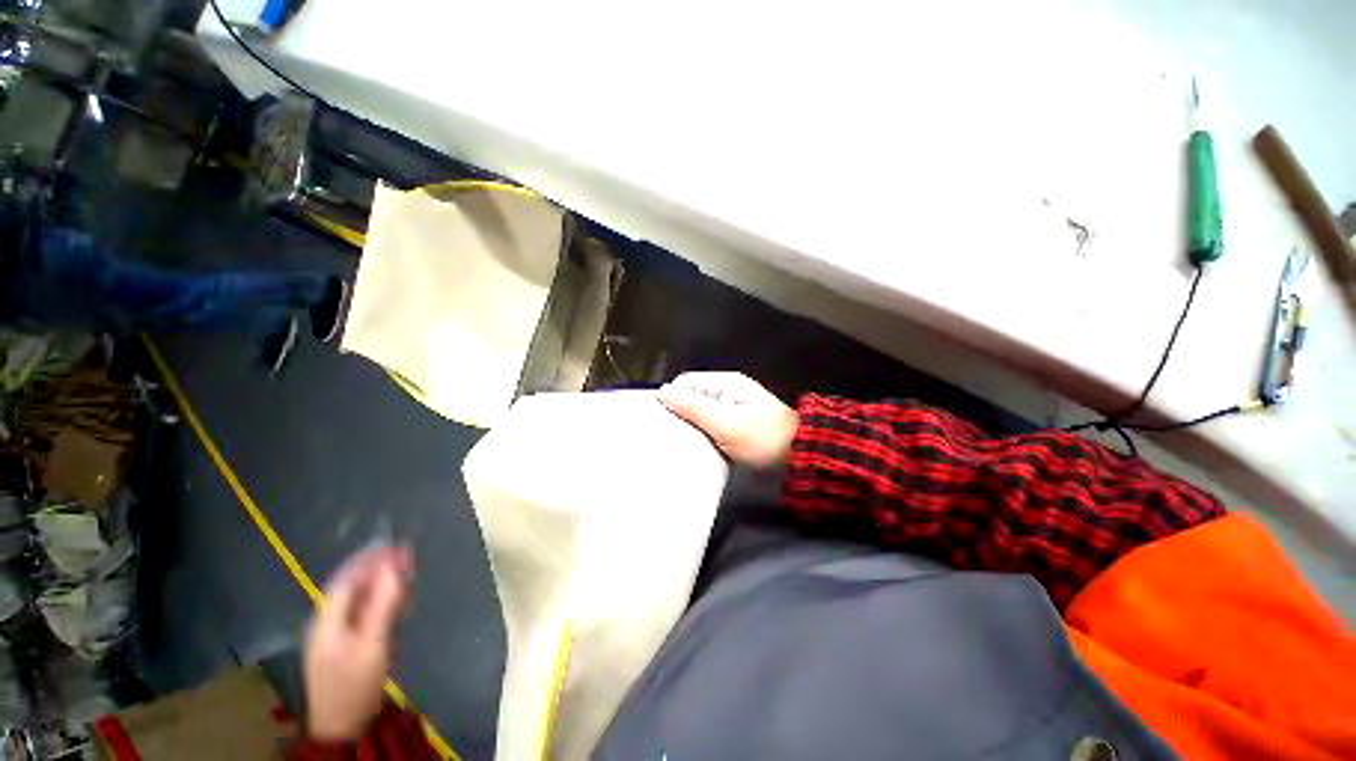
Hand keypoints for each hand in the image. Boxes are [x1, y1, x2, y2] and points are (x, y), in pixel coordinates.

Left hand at [304, 545, 413, 741]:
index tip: (395, 544)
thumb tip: (394, 568)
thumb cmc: (356, 683)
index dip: (370, 560)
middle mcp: (329, 622)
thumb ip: (383, 604)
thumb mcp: (373, 643)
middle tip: (406, 555)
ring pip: (359, 600)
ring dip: (381, 583)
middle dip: (378, 569)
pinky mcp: (346, 645)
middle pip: (353, 587)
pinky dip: (380, 600)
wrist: (342, 725)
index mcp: (328, 620)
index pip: (347, 579)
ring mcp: (336, 635)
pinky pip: (363, 613)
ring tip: (405, 571)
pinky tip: (396, 598)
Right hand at [657, 372, 798, 467]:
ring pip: (701, 410)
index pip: (687, 382)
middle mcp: (728, 390)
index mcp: (726, 383)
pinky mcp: (736, 422)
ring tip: (677, 441)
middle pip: (693, 395)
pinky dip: (702, 432)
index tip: (661, 419)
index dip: (672, 397)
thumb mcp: (726, 424)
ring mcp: (733, 406)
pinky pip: (711, 422)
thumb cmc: (762, 438)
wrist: (798, 456)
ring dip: (690, 424)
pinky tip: (696, 445)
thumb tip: (662, 392)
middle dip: (679, 412)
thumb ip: (694, 408)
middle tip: (667, 433)